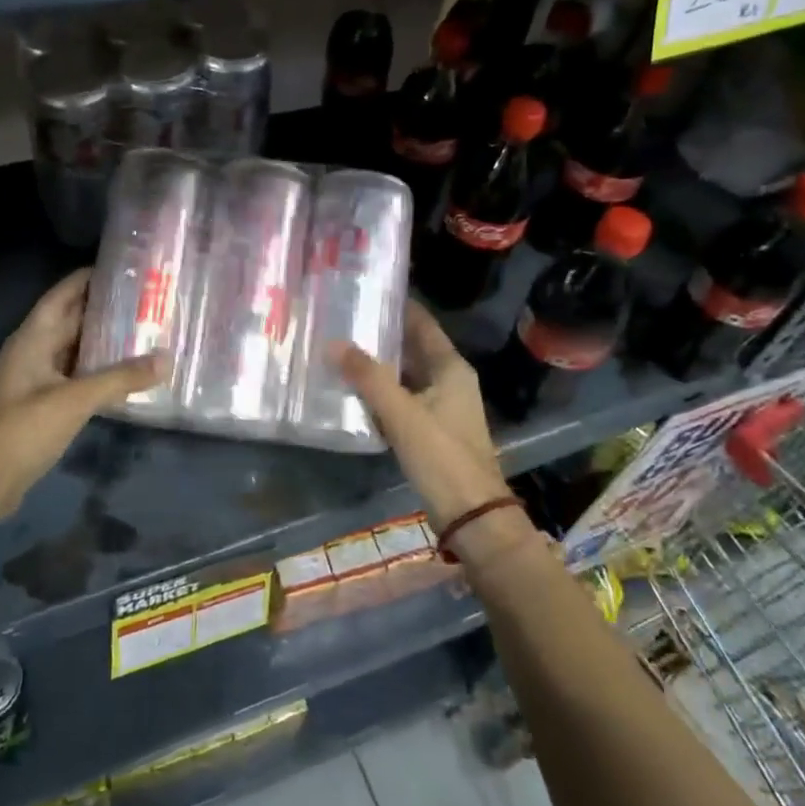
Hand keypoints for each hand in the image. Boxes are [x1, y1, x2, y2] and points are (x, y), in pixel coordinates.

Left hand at [0, 270, 166, 516]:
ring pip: (77, 351)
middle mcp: (35, 351)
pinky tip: (128, 374)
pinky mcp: (44, 405)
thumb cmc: (23, 428)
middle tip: (148, 301)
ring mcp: (38, 379)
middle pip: (73, 320)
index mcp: (33, 337)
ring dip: (105, 343)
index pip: (63, 294)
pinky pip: (77, 377)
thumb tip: (166, 359)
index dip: (89, 278)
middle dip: (106, 310)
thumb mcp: (75, 399)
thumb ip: (121, 378)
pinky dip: (100, 372)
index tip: (125, 267)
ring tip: (146, 332)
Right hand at [339, 304, 508, 529]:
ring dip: (377, 365)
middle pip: (411, 348)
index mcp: (450, 368)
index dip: (396, 305)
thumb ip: (368, 377)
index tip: (363, 290)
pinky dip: (380, 392)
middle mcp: (448, 380)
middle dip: (379, 335)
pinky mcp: (430, 429)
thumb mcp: (402, 414)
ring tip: (338, 348)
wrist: (470, 515)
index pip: (422, 323)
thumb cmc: (441, 457)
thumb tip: (334, 342)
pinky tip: (351, 390)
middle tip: (340, 319)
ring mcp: (440, 406)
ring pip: (404, 375)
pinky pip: (401, 398)